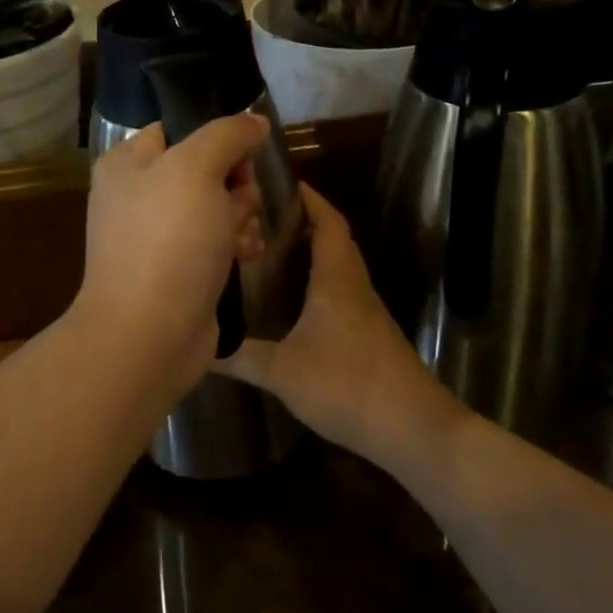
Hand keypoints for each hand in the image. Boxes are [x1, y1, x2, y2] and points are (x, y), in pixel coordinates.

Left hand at [73, 114, 271, 395]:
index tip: (245, 156)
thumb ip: (227, 134)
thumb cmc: (168, 241)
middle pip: (205, 168)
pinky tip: (247, 257)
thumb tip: (255, 121)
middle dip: (234, 184)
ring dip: (240, 217)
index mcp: (128, 163)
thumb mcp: (196, 169)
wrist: (149, 334)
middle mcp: (138, 195)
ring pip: (216, 207)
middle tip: (241, 203)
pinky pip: (214, 243)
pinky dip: (234, 246)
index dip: (218, 138)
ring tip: (243, 238)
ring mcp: (156, 236)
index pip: (179, 128)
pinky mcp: (177, 270)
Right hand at [217, 184, 463, 464]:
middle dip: (305, 220)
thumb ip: (240, 357)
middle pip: (334, 239)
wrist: (414, 430)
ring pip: (340, 265)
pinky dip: (320, 280)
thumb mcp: (283, 372)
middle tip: (264, 215)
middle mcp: (354, 286)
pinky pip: (342, 291)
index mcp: (336, 279)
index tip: (280, 182)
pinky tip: (296, 300)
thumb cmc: (348, 386)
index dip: (309, 198)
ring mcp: (366, 311)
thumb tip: (198, 345)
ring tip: (272, 249)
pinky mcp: (370, 334)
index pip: (327, 222)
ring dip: (313, 250)